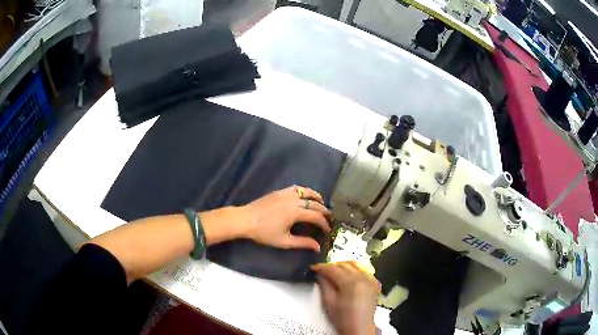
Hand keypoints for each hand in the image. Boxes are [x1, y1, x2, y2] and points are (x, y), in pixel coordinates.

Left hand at [237, 185, 331, 251]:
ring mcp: (286, 194)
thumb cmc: (264, 233)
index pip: (316, 216)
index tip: (328, 230)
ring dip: (317, 197)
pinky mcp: (280, 191)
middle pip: (314, 203)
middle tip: (329, 218)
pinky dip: (305, 191)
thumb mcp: (284, 241)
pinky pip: (297, 188)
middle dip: (324, 211)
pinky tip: (305, 196)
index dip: (324, 223)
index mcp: (296, 212)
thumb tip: (317, 247)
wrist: (246, 219)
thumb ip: (302, 243)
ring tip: (322, 203)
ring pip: (307, 192)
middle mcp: (294, 200)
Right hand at [312, 261, 379, 334]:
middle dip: (332, 266)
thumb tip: (321, 274)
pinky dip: (354, 271)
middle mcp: (362, 277)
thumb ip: (325, 285)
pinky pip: (363, 271)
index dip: (322, 267)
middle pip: (344, 265)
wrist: (359, 327)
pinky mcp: (374, 283)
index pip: (333, 269)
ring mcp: (370, 279)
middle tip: (322, 271)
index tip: (314, 268)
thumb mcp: (329, 302)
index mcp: (351, 282)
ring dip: (343, 267)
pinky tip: (348, 277)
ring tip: (334, 273)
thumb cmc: (343, 318)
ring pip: (355, 265)